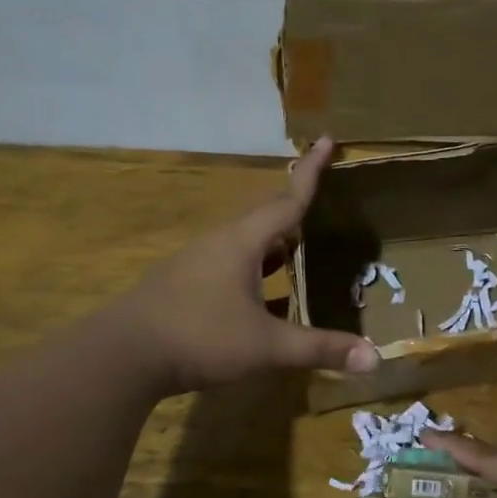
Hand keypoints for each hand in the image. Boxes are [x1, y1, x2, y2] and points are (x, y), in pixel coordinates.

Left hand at [116, 135, 379, 394]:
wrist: (121, 357)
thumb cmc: (199, 337)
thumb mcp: (266, 346)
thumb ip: (319, 348)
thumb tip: (375, 358)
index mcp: (243, 243)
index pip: (287, 200)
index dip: (311, 172)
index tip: (326, 139)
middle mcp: (221, 245)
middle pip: (267, 218)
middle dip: (296, 208)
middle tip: (323, 202)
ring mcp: (199, 265)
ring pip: (248, 244)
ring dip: (277, 243)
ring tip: (302, 246)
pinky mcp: (186, 287)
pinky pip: (233, 267)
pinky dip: (258, 272)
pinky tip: (268, 298)